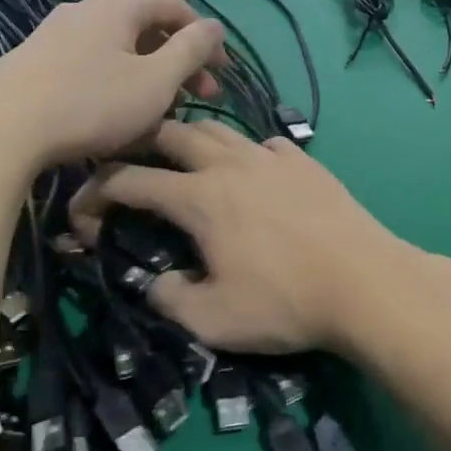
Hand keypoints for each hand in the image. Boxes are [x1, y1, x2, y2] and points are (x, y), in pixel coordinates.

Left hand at [0, 0, 223, 173]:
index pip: (176, 7)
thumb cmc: (91, 103)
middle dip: (178, 64)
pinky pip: (89, 68)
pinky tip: (114, 120)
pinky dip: (114, 87)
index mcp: (118, 5)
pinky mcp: (33, 63)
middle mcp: (85, 9)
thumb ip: (191, 50)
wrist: (1, 129)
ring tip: (159, 115)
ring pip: (117, 52)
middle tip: (198, 100)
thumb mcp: (155, 80)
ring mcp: (54, 35)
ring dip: (148, 79)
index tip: (221, 74)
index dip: (205, 39)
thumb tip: (215, 26)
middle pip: (146, 30)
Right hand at [70, 121, 417, 354]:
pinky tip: (252, 175)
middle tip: (131, 167)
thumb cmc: (285, 303)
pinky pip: (264, 144)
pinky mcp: (305, 163)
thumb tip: (155, 282)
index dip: (96, 193)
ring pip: (219, 129)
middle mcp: (230, 164)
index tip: (83, 212)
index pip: (130, 180)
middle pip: (172, 133)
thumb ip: (169, 299)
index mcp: (199, 197)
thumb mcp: (213, 320)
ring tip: (185, 162)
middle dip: (140, 144)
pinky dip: (244, 153)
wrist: (367, 285)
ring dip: (191, 140)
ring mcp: (272, 158)